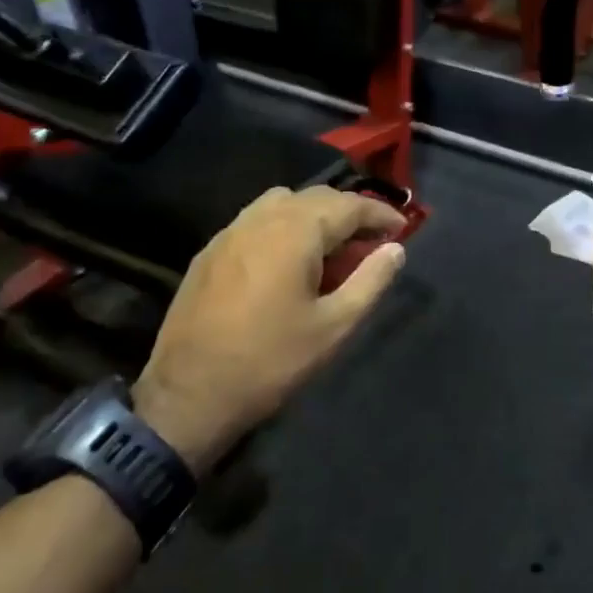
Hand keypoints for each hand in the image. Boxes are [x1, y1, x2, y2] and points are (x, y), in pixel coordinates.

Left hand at [134, 187, 407, 468]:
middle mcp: (262, 219)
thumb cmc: (271, 360)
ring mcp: (230, 232)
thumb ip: (370, 280)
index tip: (402, 229)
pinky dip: (284, 225)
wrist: (190, 394)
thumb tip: (395, 250)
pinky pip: (257, 219)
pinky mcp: (210, 251)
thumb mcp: (334, 326)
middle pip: (316, 197)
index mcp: (295, 232)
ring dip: (314, 214)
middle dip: (349, 212)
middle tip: (372, 241)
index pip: (348, 205)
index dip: (380, 214)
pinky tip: (289, 260)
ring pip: (283, 202)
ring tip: (331, 247)